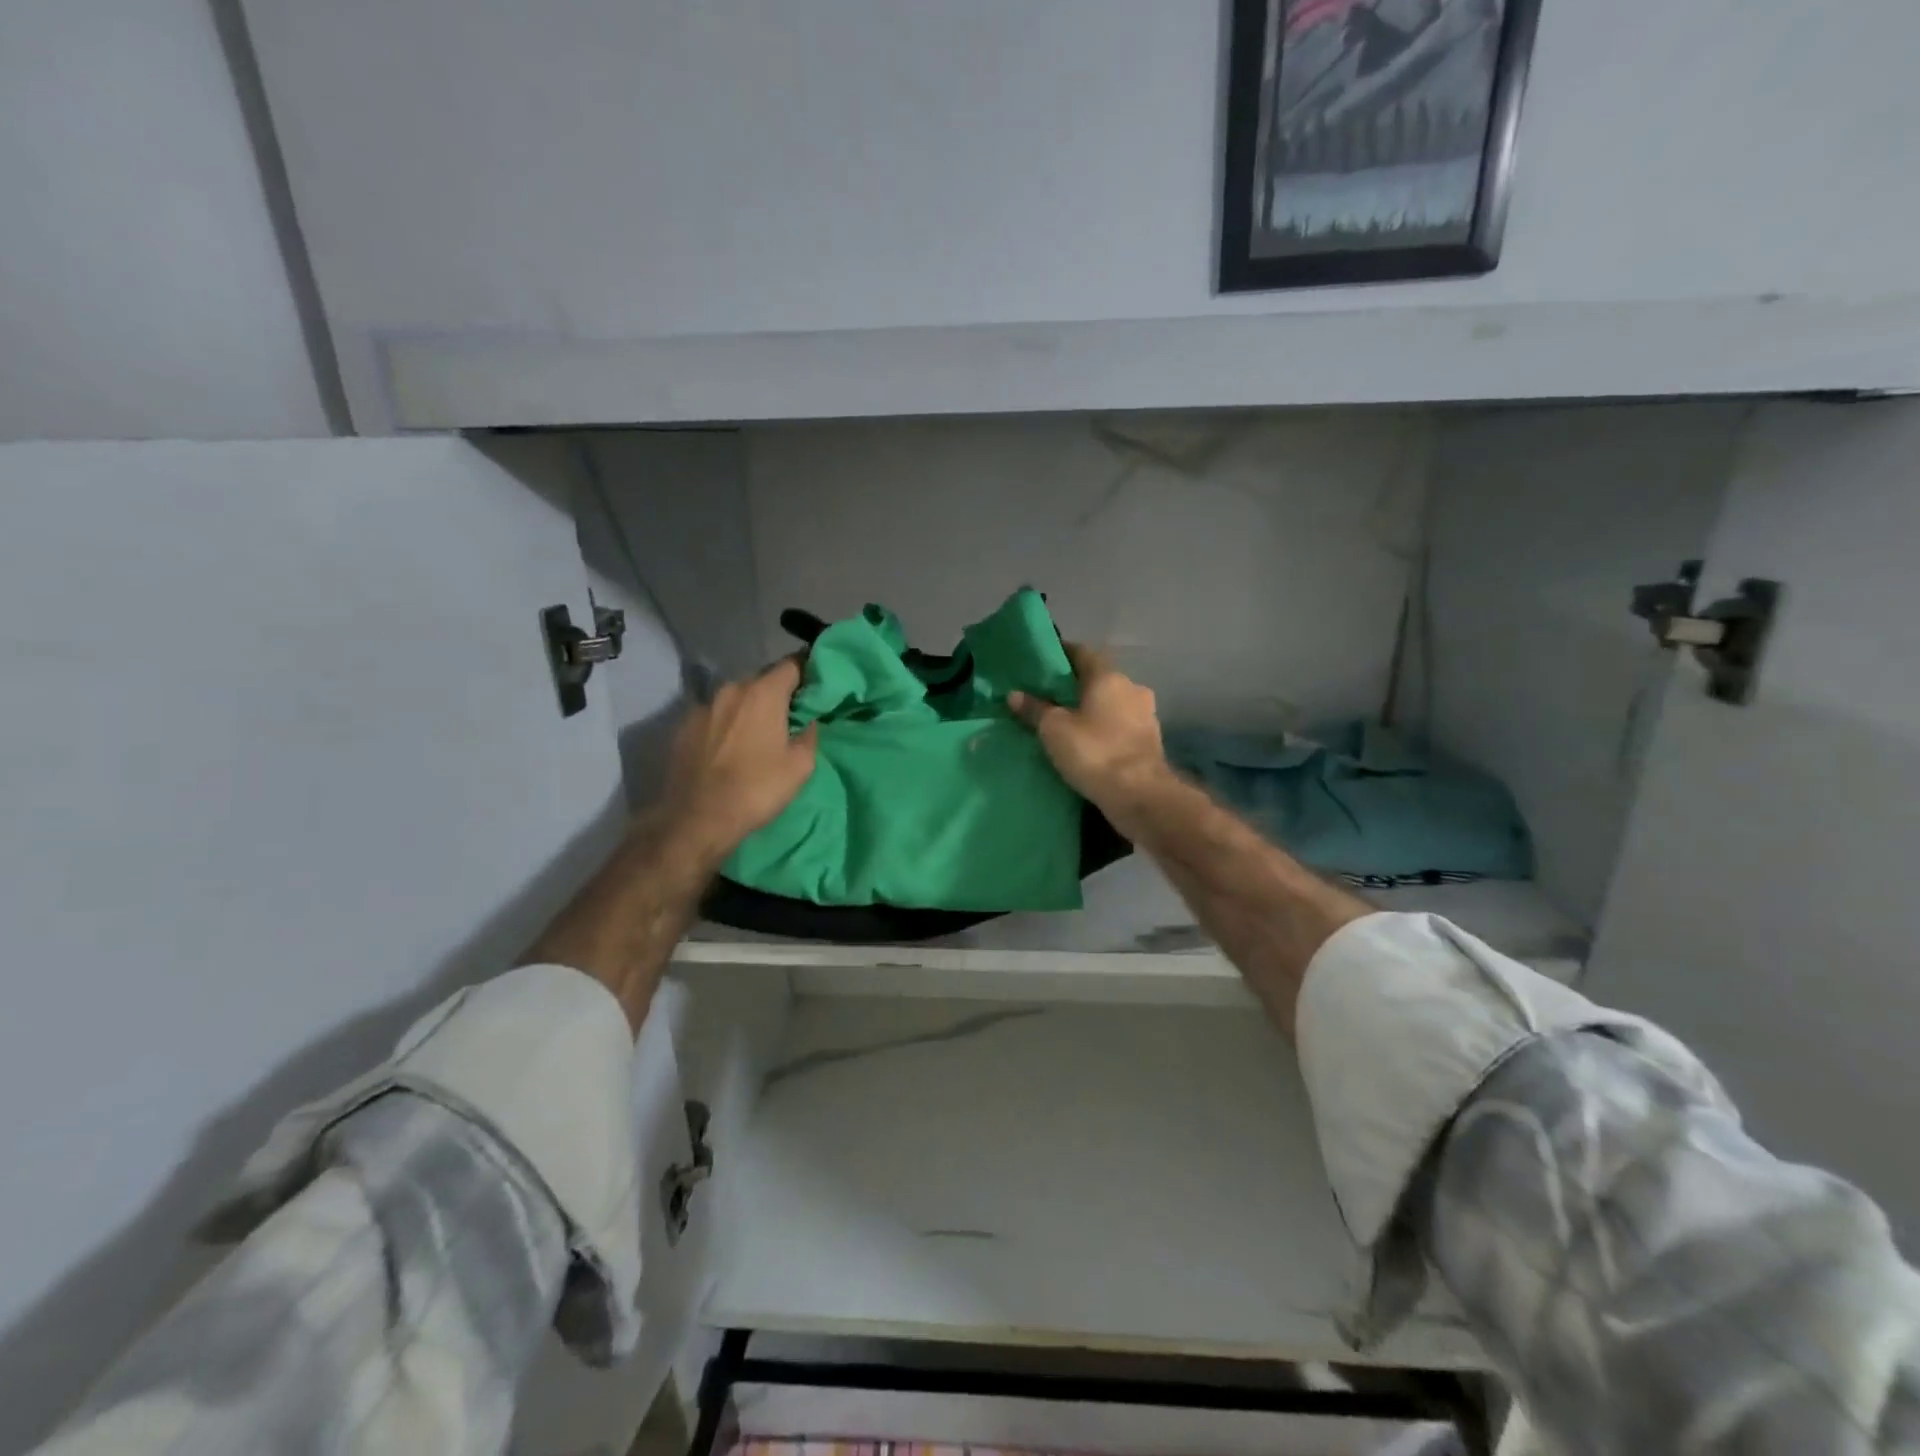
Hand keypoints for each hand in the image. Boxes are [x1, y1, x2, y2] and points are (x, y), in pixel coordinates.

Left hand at [663, 657, 817, 858]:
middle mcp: (731, 689)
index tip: (815, 687)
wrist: (696, 820)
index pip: (791, 664)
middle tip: (789, 716)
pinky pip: (713, 716)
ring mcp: (702, 707)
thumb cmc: (756, 790)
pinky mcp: (682, 727)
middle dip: (777, 693)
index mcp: (763, 693)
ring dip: (749, 709)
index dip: (807, 672)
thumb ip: (809, 735)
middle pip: (762, 679)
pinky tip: (729, 748)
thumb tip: (807, 722)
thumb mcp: (800, 767)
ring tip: (757, 734)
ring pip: (735, 698)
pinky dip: (725, 724)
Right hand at [1008, 644, 1169, 812]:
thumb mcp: (1054, 729)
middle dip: (1075, 687)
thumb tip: (1014, 694)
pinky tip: (1087, 743)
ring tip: (1066, 724)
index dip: (1061, 654)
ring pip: (1111, 704)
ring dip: (1092, 710)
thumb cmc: (1094, 752)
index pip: (1082, 652)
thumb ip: (1035, 709)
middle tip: (1048, 698)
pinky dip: (1104, 730)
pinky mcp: (1150, 741)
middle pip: (1098, 679)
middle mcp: (1131, 688)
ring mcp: (1145, 715)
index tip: (1041, 664)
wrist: (1140, 795)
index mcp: (1108, 677)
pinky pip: (1120, 727)